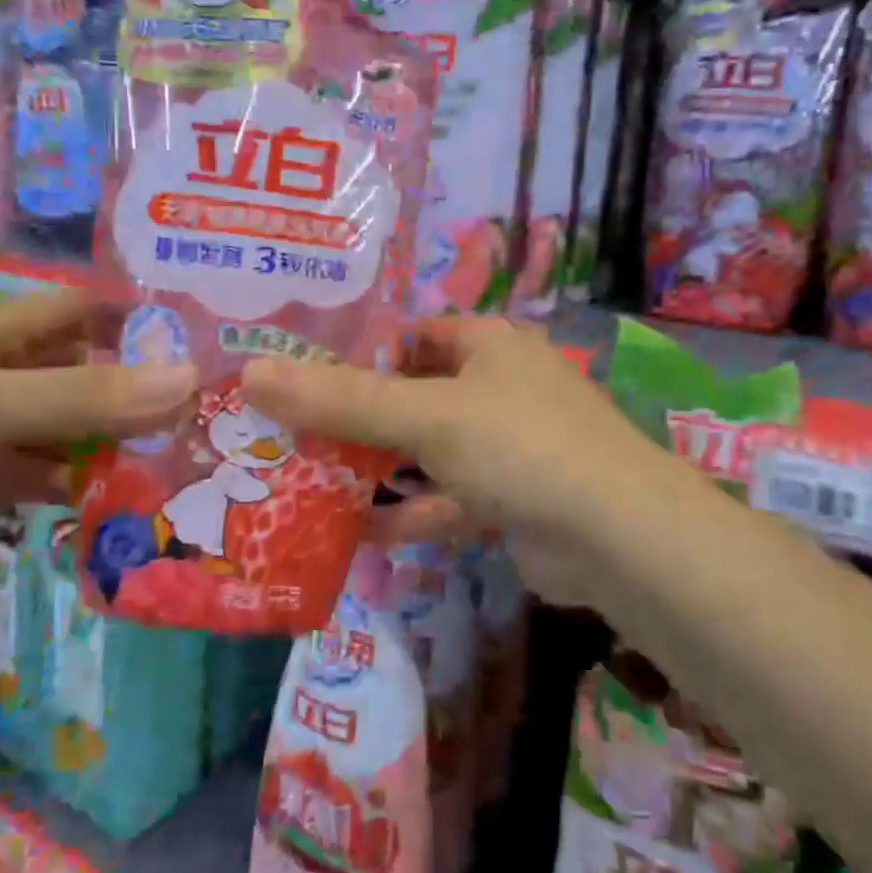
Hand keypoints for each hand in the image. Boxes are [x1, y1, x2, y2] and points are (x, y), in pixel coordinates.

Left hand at [0, 292, 195, 604]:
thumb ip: (88, 395)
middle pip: (83, 367)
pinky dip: (79, 478)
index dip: (138, 319)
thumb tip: (190, 379)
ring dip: (113, 437)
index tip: (202, 345)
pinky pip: (45, 467)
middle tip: (202, 413)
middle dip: (137, 386)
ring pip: (68, 421)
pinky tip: (119, 495)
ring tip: (177, 457)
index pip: (82, 308)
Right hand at [240, 318, 702, 602]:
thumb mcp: (425, 416)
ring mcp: (508, 445)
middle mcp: (499, 385)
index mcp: (487, 344)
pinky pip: (449, 498)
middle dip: (358, 418)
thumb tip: (254, 373)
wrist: (617, 536)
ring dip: (380, 470)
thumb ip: (342, 399)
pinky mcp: (512, 498)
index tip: (298, 377)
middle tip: (289, 434)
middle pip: (413, 395)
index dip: (356, 352)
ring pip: (428, 451)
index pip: (409, 335)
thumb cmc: (519, 445)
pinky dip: (412, 513)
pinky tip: (361, 533)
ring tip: (309, 482)